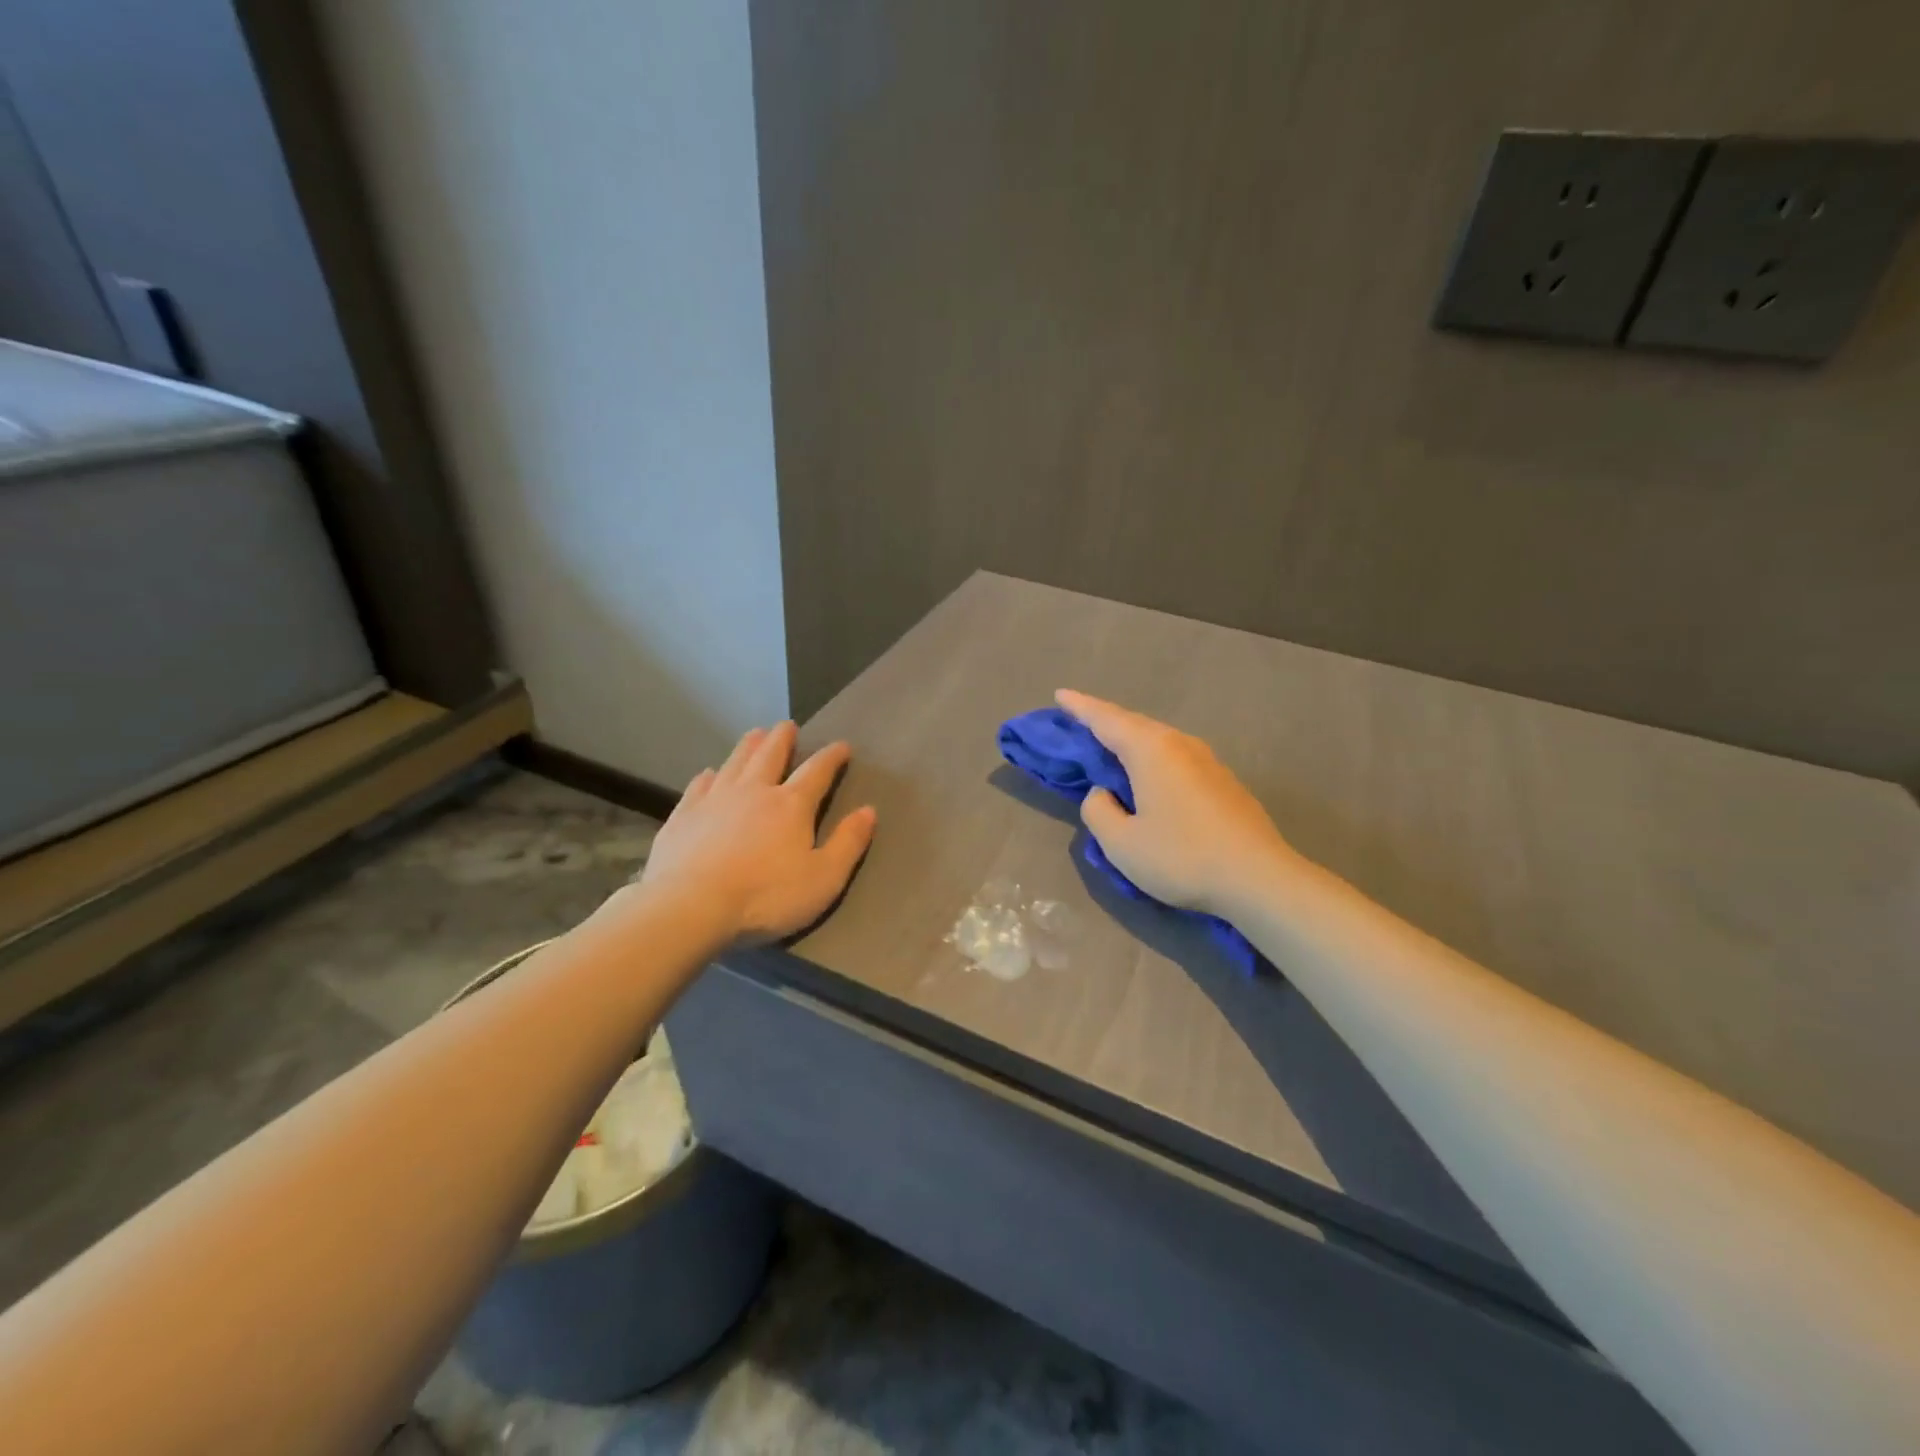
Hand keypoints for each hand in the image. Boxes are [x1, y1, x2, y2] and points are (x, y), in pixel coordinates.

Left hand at [636, 722, 876, 944]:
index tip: (842, 746)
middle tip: (787, 725)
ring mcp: (715, 799)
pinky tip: (708, 774)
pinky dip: (708, 775)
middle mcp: (754, 791)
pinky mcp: (684, 814)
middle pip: (770, 755)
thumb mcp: (823, 878)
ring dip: (748, 746)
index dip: (832, 757)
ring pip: (735, 762)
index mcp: (791, 805)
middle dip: (782, 738)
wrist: (690, 906)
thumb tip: (869, 810)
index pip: (817, 771)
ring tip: (755, 734)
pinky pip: (699, 785)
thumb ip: (848, 843)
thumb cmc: (765, 897)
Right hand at [1056, 689, 1298, 919]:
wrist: (1259, 879)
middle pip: (1134, 723)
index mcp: (1150, 750)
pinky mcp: (1223, 781)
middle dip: (1104, 720)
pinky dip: (1152, 756)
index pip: (1105, 719)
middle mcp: (1179, 744)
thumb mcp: (1121, 843)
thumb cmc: (1182, 857)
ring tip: (1112, 746)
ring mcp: (1207, 760)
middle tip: (1080, 720)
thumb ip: (1098, 811)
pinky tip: (1150, 776)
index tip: (1060, 694)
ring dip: (1130, 738)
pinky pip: (1175, 756)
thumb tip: (1104, 793)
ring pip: (1158, 739)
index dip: (1080, 707)